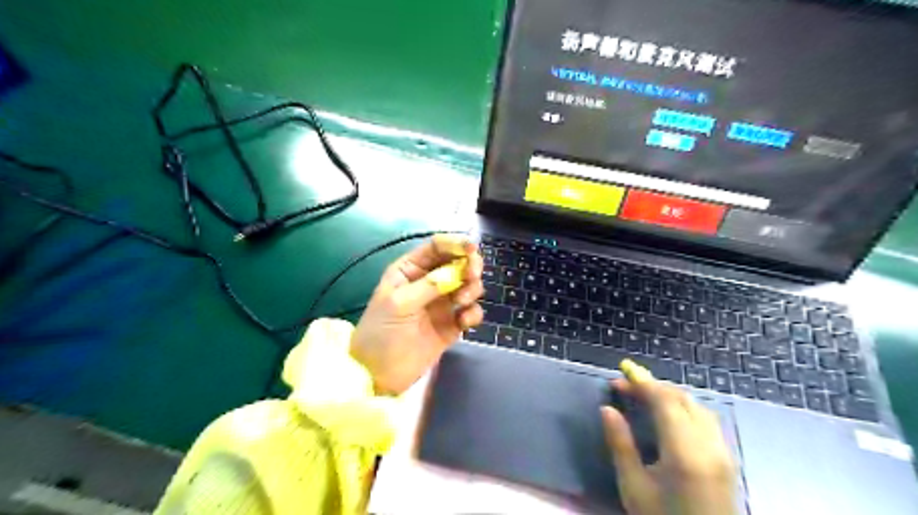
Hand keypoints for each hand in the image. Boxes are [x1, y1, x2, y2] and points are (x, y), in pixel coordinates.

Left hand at [351, 234, 487, 393]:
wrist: (378, 375)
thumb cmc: (381, 333)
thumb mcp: (399, 304)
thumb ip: (429, 285)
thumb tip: (457, 271)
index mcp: (410, 270)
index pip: (436, 247)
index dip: (455, 244)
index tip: (471, 249)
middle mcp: (428, 282)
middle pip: (457, 263)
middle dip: (469, 265)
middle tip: (472, 276)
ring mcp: (442, 304)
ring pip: (468, 286)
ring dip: (471, 289)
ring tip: (461, 303)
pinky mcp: (452, 325)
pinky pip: (471, 312)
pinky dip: (473, 313)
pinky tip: (464, 322)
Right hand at [603, 373, 736, 514]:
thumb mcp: (634, 487)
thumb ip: (620, 444)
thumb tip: (607, 409)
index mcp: (683, 452)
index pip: (664, 401)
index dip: (642, 381)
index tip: (622, 370)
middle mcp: (708, 445)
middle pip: (681, 399)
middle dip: (652, 385)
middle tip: (625, 383)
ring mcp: (722, 451)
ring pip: (696, 406)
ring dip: (669, 394)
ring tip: (643, 393)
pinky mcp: (726, 459)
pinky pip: (706, 418)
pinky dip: (684, 406)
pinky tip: (669, 412)